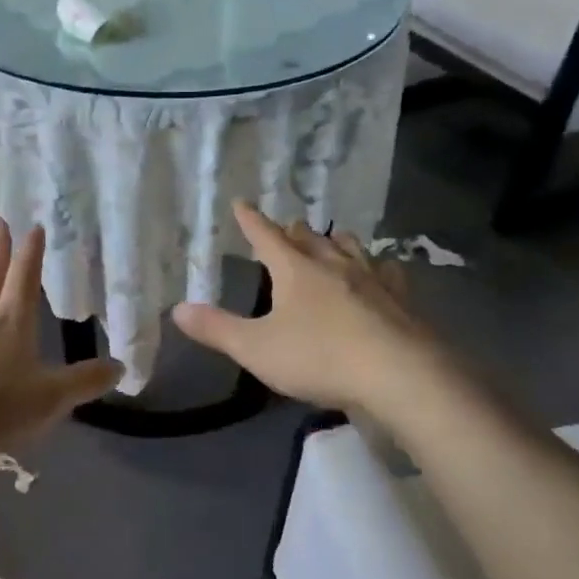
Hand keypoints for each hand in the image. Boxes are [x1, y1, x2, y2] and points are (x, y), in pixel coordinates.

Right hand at [174, 202, 419, 412]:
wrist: (399, 375)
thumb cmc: (319, 357)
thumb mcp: (256, 348)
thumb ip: (217, 329)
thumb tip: (177, 309)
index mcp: (295, 270)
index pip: (266, 236)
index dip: (251, 220)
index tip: (242, 203)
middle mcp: (333, 264)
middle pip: (309, 238)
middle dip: (293, 231)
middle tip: (287, 227)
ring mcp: (371, 279)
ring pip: (349, 248)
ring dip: (335, 241)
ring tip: (332, 239)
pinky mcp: (400, 299)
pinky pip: (387, 272)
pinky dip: (378, 267)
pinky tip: (383, 272)